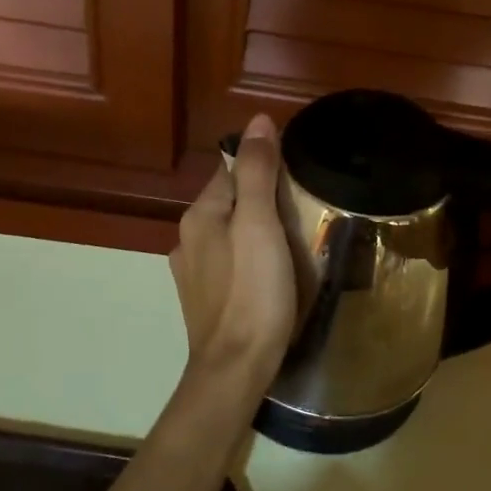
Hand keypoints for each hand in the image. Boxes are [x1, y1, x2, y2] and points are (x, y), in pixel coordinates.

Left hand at [168, 113, 296, 405]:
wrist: (235, 369)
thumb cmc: (253, 292)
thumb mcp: (260, 225)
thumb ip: (258, 172)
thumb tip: (257, 121)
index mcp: (200, 215)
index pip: (230, 170)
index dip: (263, 164)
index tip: (297, 173)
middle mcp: (188, 239)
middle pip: (230, 201)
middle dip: (262, 198)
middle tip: (303, 207)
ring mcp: (193, 273)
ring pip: (229, 233)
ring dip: (255, 229)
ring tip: (292, 239)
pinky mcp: (205, 300)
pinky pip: (230, 262)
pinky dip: (249, 257)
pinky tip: (270, 272)